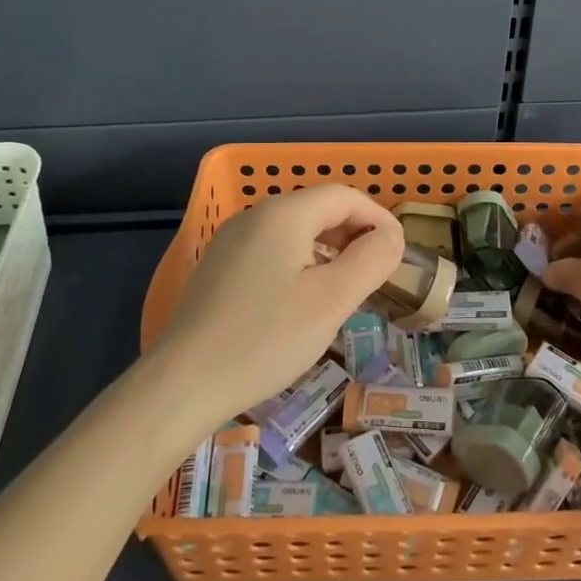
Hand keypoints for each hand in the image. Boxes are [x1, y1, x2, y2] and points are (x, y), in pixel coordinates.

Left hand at [149, 185, 402, 425]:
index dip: (378, 218)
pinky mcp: (218, 267)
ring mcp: (231, 241)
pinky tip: (303, 300)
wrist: (182, 384)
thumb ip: (371, 261)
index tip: (399, 253)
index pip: (345, 196)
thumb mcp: (332, 301)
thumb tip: (391, 238)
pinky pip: (271, 250)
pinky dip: (300, 262)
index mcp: (284, 214)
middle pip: (318, 208)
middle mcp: (255, 215)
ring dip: (329, 249)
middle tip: (376, 272)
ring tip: (346, 287)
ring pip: (295, 230)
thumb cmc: (265, 339)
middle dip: (354, 233)